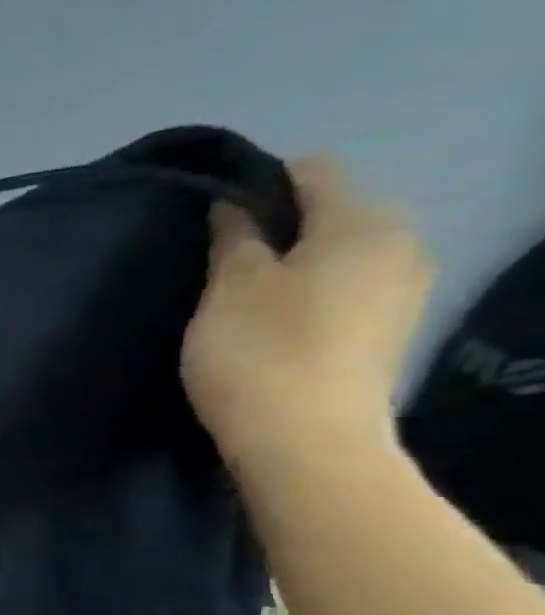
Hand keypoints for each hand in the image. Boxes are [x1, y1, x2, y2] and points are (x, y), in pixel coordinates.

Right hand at [182, 156, 432, 473]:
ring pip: (336, 254)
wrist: (305, 442)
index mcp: (364, 222)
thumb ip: (234, 237)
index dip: (256, 186)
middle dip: (275, 229)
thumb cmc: (259, 353)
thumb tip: (234, 206)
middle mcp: (400, 244)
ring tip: (237, 299)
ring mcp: (403, 291)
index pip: (312, 172)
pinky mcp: (387, 331)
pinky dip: (306, 295)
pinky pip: (344, 290)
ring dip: (289, 266)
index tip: (210, 220)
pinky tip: (270, 326)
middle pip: (330, 213)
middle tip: (217, 264)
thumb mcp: (230, 287)